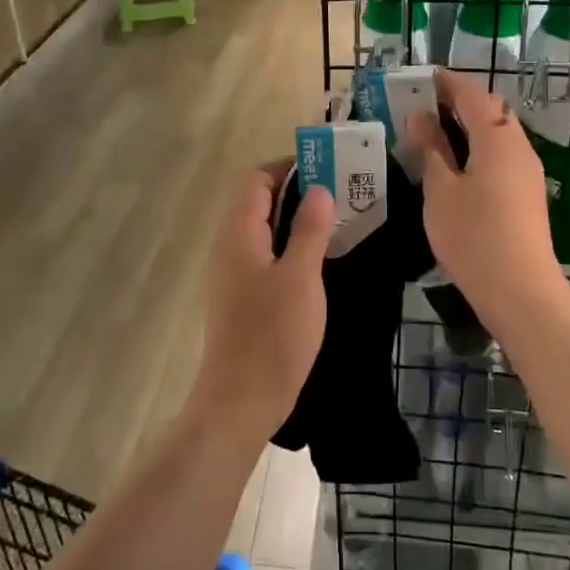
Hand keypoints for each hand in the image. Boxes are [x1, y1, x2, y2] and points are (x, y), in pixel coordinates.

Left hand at [193, 162, 334, 442]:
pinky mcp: (242, 298)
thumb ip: (309, 230)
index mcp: (238, 234)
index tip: (326, 169)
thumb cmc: (272, 335)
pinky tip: (319, 261)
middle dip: (297, 192)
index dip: (287, 167)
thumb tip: (319, 189)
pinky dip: (290, 247)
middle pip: (258, 202)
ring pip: (263, 230)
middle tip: (339, 194)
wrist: (241, 401)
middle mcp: (229, 247)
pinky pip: (265, 256)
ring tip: (336, 223)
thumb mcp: (300, 277)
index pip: (255, 179)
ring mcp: (233, 274)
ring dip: (296, 220)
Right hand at [407, 68, 569, 326]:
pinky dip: (480, 149)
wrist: (520, 290)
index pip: (473, 95)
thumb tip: (421, 116)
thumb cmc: (473, 235)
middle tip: (428, 105)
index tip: (425, 77)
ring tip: (438, 134)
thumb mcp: (440, 190)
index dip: (449, 82)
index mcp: (498, 138)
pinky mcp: (528, 196)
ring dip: (472, 127)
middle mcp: (519, 147)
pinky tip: (459, 166)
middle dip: (462, 102)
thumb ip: (431, 149)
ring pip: (499, 135)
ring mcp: (528, 173)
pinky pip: (503, 156)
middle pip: (492, 111)